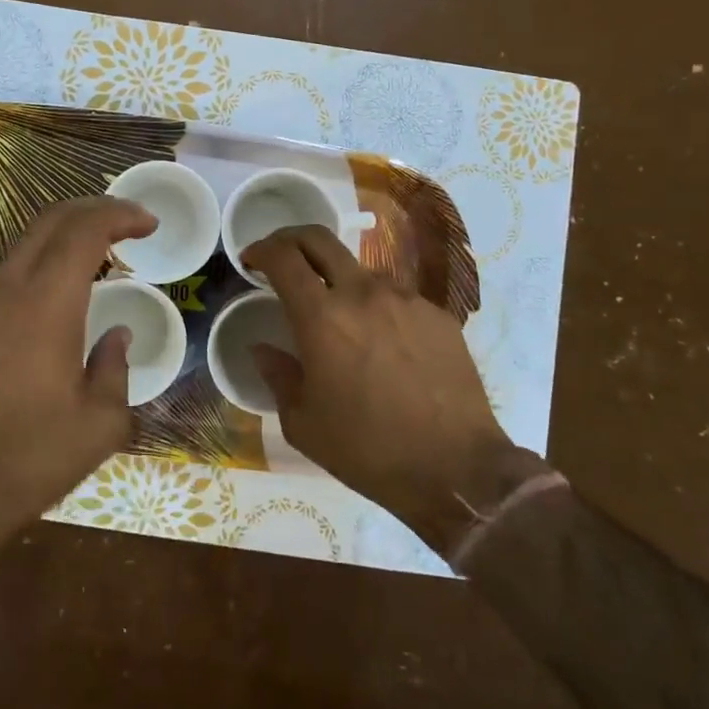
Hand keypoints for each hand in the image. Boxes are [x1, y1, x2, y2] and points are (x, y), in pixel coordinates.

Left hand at [0, 195, 156, 549]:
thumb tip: (116, 336)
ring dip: (57, 257)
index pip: (85, 229)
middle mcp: (2, 292)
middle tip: (123, 226)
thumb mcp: (100, 424)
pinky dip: (24, 295)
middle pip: (48, 224)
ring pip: (18, 259)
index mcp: (46, 305)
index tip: (146, 223)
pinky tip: (33, 339)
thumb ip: (116, 367)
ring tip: (85, 287)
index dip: (119, 214)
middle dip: (90, 212)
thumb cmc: (31, 459)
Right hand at [242, 225, 515, 532]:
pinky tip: (383, 346)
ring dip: (338, 281)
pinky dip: (376, 308)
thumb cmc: (368, 451)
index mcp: (322, 318)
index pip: (283, 257)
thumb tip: (262, 348)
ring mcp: (406, 300)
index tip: (251, 260)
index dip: (261, 249)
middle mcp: (363, 294)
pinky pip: (396, 298)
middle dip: (292, 239)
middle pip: (320, 240)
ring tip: (339, 319)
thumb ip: (278, 375)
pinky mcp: (438, 315)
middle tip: (281, 259)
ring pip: (360, 271)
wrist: (457, 469)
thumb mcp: (303, 423)